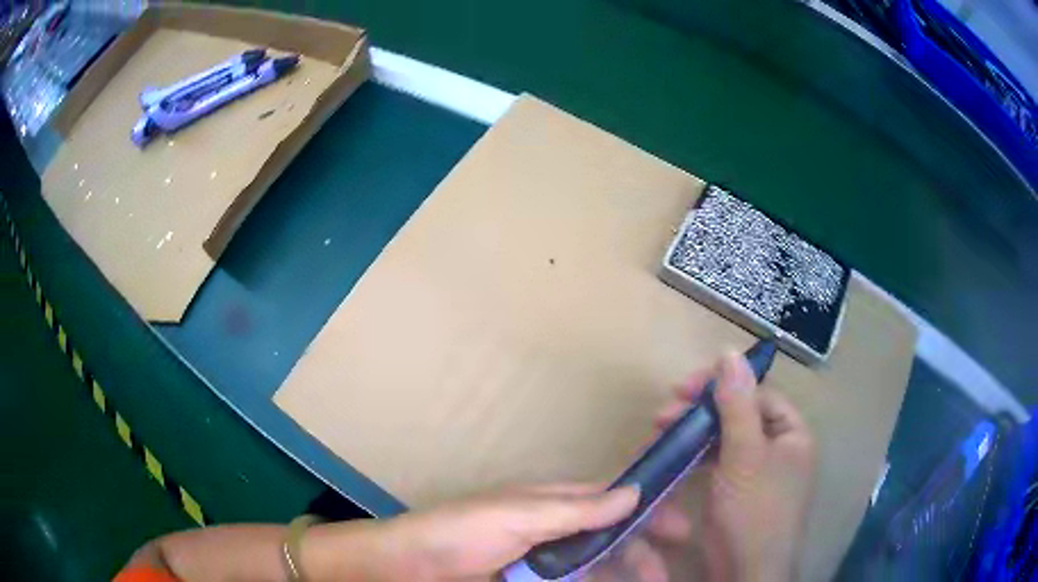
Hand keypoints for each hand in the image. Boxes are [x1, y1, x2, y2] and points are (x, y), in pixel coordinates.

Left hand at [333, 481, 691, 581]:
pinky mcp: (533, 581)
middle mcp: (554, 526)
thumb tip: (633, 491)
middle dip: (640, 549)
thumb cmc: (463, 532)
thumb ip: (576, 509)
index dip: (645, 509)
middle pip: (610, 535)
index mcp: (552, 501)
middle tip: (664, 572)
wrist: (410, 566)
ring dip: (622, 573)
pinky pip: (573, 580)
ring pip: (596, 563)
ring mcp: (544, 558)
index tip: (678, 527)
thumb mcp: (520, 515)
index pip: (611, 499)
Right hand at [655, 351, 816, 581]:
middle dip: (701, 411)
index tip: (683, 388)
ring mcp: (757, 472)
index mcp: (792, 434)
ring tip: (661, 433)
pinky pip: (718, 462)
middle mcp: (778, 448)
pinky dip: (697, 456)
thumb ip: (738, 406)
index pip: (758, 394)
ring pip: (725, 439)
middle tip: (663, 414)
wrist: (745, 572)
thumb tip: (730, 352)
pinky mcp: (737, 492)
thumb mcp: (745, 456)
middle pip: (740, 415)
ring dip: (695, 433)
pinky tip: (676, 456)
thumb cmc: (753, 512)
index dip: (722, 386)